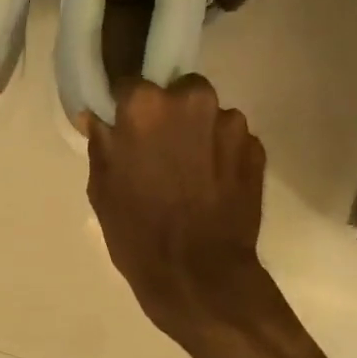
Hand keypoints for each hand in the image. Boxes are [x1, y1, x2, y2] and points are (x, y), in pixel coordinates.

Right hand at [84, 75, 270, 341]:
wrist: (199, 275)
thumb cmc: (137, 232)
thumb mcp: (101, 188)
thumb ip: (102, 142)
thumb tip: (99, 116)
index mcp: (145, 105)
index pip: (130, 83)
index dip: (126, 106)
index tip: (124, 126)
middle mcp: (192, 100)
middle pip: (177, 91)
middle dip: (169, 114)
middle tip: (159, 152)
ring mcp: (231, 123)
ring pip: (208, 115)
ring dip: (197, 134)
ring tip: (189, 174)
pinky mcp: (257, 148)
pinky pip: (230, 140)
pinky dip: (220, 155)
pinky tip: (211, 187)